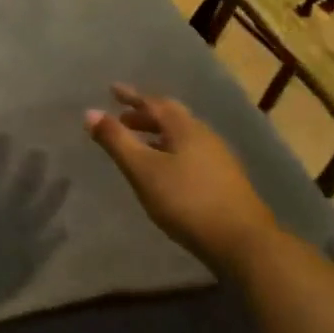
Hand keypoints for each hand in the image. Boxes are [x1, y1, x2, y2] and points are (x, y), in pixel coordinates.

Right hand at [85, 83, 277, 272]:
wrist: (243, 243)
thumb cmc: (187, 201)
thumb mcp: (143, 170)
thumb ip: (116, 141)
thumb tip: (90, 112)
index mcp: (186, 128)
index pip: (155, 103)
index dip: (132, 97)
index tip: (112, 90)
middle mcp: (205, 136)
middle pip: (172, 118)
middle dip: (145, 116)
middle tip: (122, 119)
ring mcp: (219, 159)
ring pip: (182, 137)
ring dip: (158, 135)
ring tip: (139, 144)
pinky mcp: (225, 181)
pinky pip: (191, 153)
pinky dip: (170, 152)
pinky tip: (164, 171)